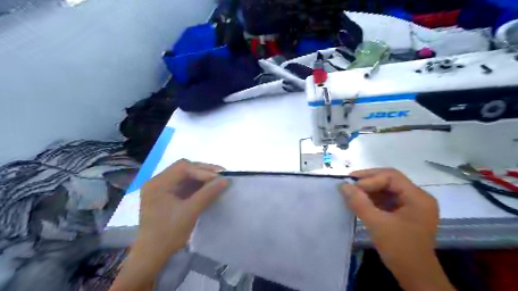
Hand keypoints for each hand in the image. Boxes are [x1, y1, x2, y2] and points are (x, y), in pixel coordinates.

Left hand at [135, 160, 227, 259]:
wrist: (152, 256)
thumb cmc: (168, 234)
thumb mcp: (190, 212)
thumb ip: (208, 193)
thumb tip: (226, 180)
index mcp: (158, 184)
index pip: (183, 168)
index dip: (203, 170)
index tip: (220, 177)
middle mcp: (157, 182)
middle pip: (184, 169)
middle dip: (203, 171)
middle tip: (221, 176)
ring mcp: (162, 188)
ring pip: (185, 176)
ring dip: (201, 178)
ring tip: (217, 181)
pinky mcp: (167, 196)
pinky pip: (184, 185)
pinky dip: (197, 185)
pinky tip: (208, 188)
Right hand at [340, 168, 453, 290]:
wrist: (416, 277)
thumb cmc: (400, 249)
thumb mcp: (377, 224)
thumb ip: (359, 202)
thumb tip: (343, 185)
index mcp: (418, 198)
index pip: (391, 177)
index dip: (370, 179)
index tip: (352, 187)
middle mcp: (418, 198)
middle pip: (390, 180)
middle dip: (368, 181)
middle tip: (349, 183)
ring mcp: (413, 206)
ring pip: (388, 189)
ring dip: (369, 189)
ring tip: (352, 191)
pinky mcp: (406, 214)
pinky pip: (388, 199)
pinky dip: (373, 198)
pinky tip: (361, 201)